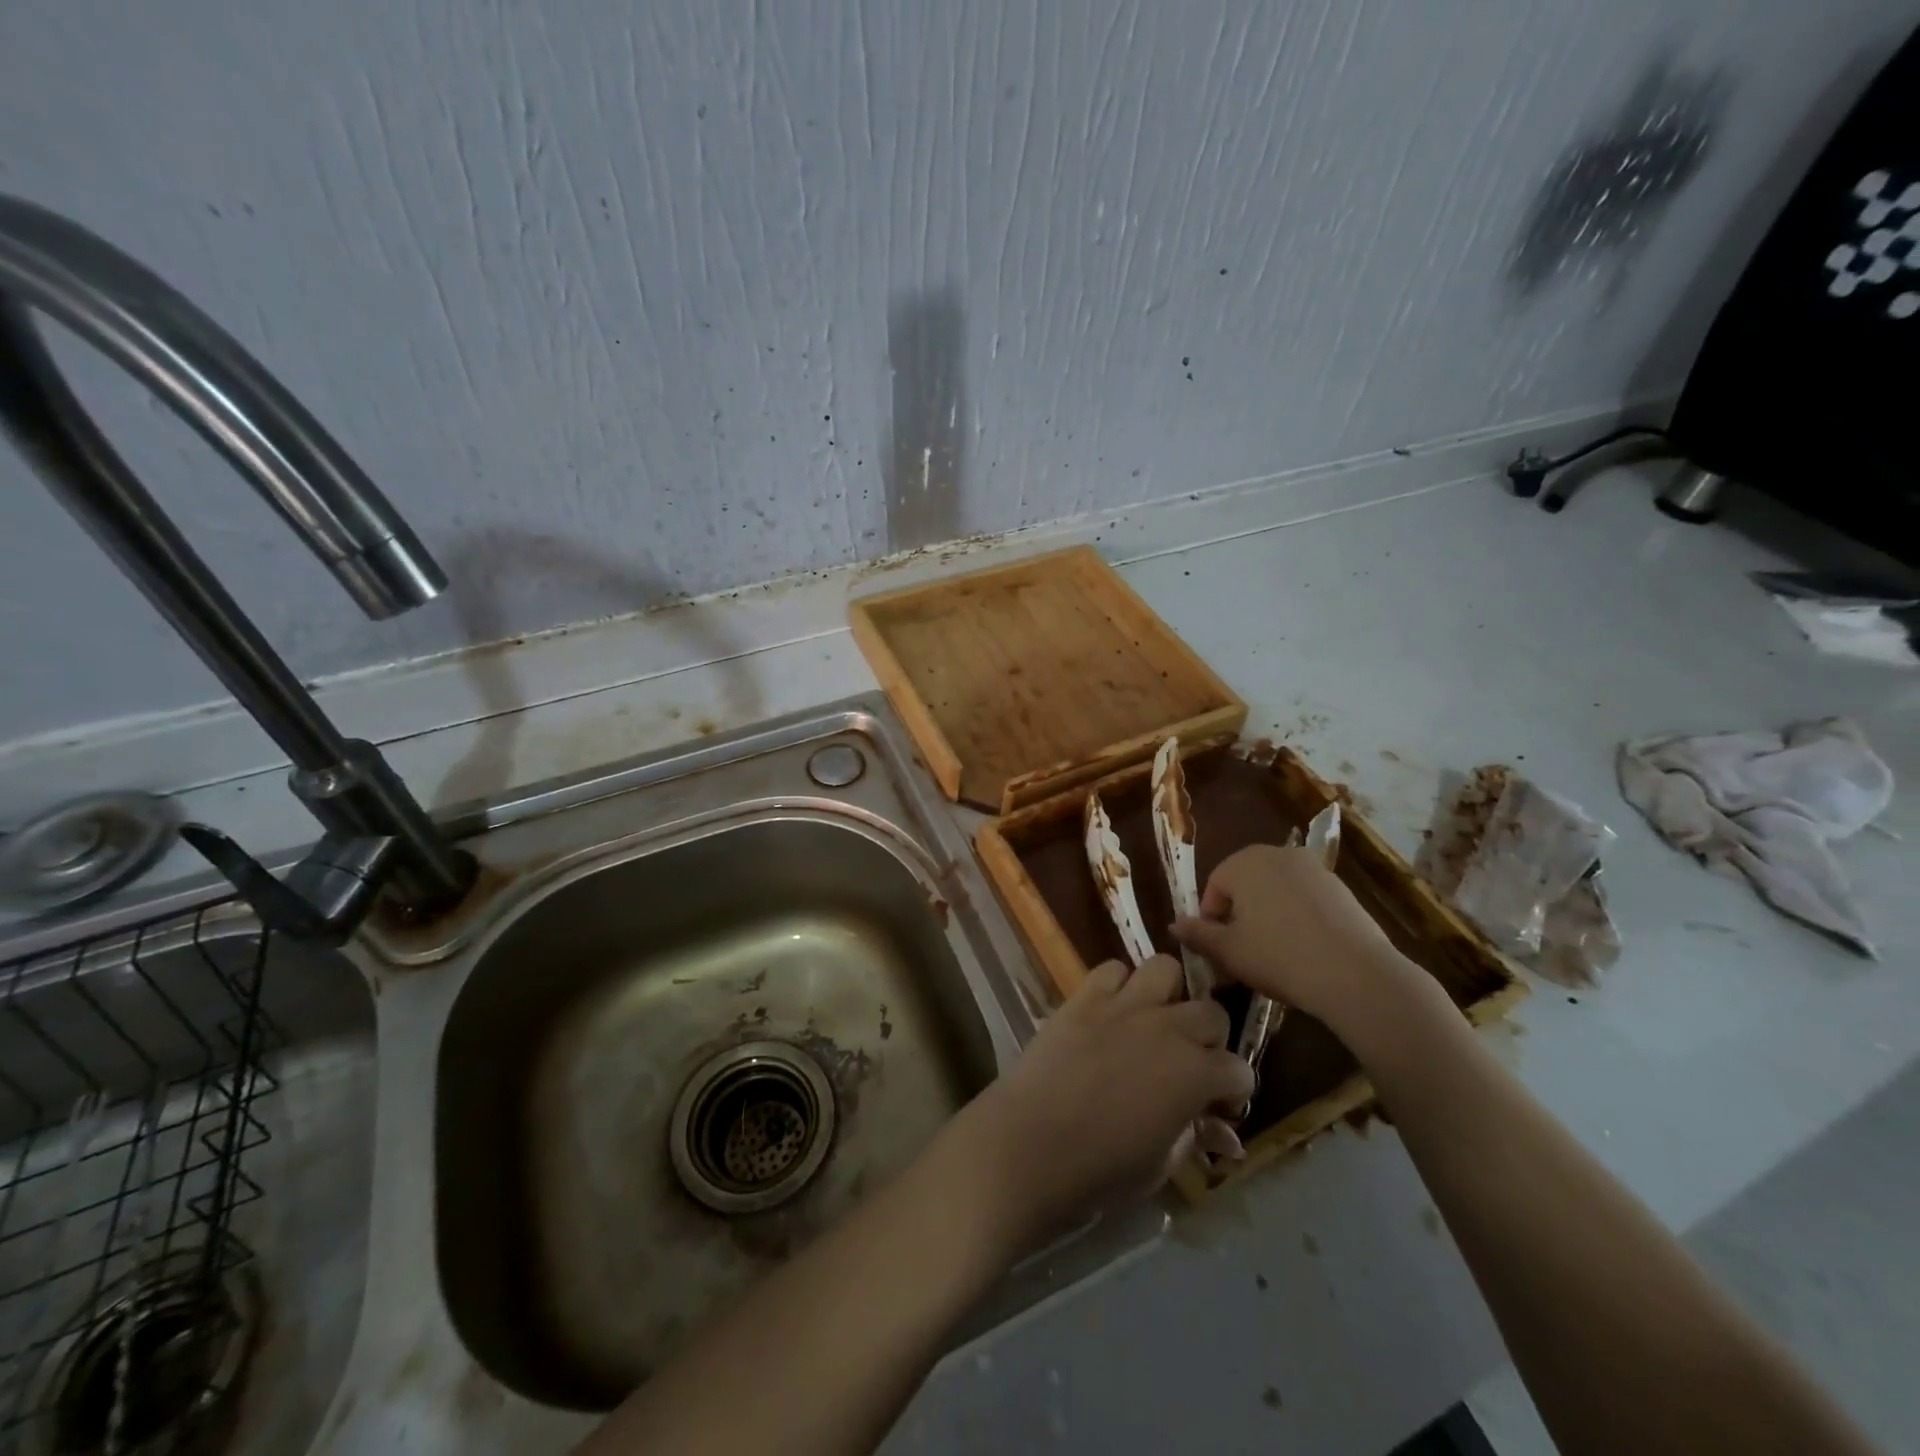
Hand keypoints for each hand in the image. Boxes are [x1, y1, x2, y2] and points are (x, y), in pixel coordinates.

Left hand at [957, 954, 1253, 1251]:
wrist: (1031, 1144)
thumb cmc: (1101, 1170)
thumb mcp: (1161, 1164)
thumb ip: (1195, 1137)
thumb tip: (1224, 1135)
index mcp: (1196, 1074)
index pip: (1238, 1069)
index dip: (1232, 1089)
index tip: (1218, 1103)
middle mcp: (1168, 1028)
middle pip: (1211, 1013)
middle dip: (1210, 1038)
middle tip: (1190, 1061)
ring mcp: (1125, 1005)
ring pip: (1165, 970)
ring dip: (1168, 994)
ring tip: (1154, 1021)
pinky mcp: (1085, 996)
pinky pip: (1112, 969)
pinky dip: (1118, 985)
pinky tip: (1111, 1010)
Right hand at [1170, 844, 1421, 1039]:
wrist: (1355, 974)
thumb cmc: (1278, 956)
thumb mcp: (1228, 952)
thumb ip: (1197, 934)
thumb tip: (1174, 924)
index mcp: (1244, 861)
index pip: (1214, 887)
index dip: (1211, 920)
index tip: (1219, 950)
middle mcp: (1278, 854)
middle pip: (1246, 884)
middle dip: (1240, 915)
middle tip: (1243, 952)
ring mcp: (1314, 868)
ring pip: (1276, 892)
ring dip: (1268, 917)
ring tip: (1274, 955)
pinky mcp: (1341, 888)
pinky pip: (1305, 900)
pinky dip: (1298, 919)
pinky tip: (1304, 951)